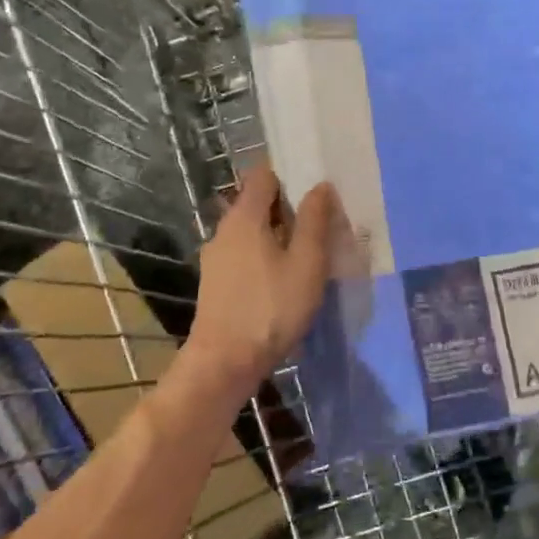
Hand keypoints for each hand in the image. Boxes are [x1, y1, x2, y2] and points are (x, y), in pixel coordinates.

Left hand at [188, 167, 339, 402]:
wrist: (224, 364)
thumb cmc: (271, 308)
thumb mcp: (306, 262)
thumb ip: (315, 220)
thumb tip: (320, 186)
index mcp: (244, 217)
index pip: (263, 174)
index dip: (289, 175)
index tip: (316, 188)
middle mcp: (224, 230)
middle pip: (257, 203)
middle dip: (289, 207)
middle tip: (322, 222)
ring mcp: (216, 258)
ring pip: (252, 231)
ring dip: (279, 235)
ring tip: (310, 253)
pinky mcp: (216, 283)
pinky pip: (245, 254)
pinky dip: (266, 256)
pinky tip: (286, 278)